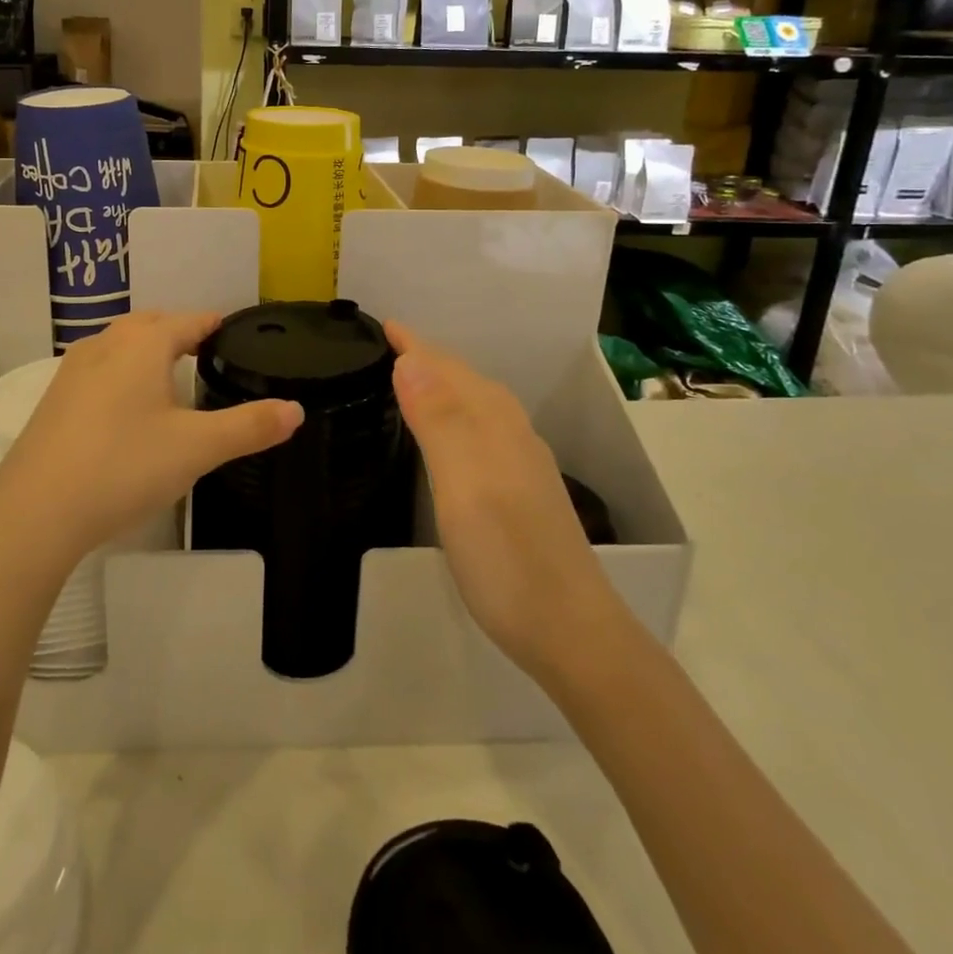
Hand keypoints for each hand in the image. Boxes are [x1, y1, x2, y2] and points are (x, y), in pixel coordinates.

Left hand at [0, 312, 302, 566]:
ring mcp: (72, 372)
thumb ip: (249, 426)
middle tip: (207, 355)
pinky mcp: (53, 402)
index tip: (235, 334)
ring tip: (169, 378)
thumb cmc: (124, 467)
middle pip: (150, 325)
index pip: (189, 320)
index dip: (215, 325)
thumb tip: (295, 410)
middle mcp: (105, 346)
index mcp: (142, 345)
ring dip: (146, 351)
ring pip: (119, 345)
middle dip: (179, 333)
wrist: (35, 514)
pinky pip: (97, 371)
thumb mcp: (197, 449)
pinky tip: (126, 410)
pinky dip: (120, 375)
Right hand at [386, 323, 618, 676]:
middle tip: (387, 346)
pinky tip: (450, 437)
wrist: (570, 630)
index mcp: (492, 423)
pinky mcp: (522, 491)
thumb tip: (410, 358)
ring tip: (411, 380)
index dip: (414, 345)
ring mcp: (521, 462)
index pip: (445, 368)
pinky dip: (457, 415)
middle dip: (428, 357)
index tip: (382, 323)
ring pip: (477, 404)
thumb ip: (437, 419)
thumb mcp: (462, 484)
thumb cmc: (506, 556)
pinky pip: (482, 430)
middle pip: (464, 380)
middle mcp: (511, 432)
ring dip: (444, 384)